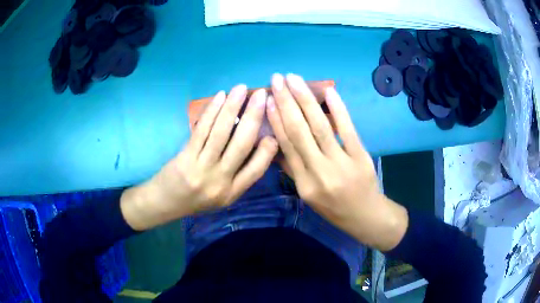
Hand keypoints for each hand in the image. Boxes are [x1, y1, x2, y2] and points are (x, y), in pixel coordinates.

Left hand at [121, 85, 277, 230]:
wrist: (165, 203)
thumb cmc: (195, 200)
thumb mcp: (222, 198)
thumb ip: (239, 177)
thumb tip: (256, 145)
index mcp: (232, 192)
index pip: (257, 169)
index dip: (269, 148)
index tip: (274, 127)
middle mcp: (220, 181)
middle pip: (242, 145)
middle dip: (253, 117)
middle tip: (261, 95)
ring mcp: (201, 168)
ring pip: (221, 133)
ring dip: (232, 107)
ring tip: (241, 88)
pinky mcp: (185, 157)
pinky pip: (202, 130)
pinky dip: (212, 111)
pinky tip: (220, 97)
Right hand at [267, 73, 407, 250]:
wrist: (366, 217)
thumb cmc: (334, 208)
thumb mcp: (308, 196)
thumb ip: (293, 170)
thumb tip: (277, 143)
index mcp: (304, 184)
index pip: (286, 146)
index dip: (275, 119)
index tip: (268, 99)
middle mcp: (319, 172)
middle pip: (299, 131)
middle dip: (286, 102)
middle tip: (277, 79)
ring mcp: (342, 163)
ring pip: (320, 126)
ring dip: (306, 99)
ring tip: (294, 79)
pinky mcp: (360, 156)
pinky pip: (347, 129)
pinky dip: (338, 109)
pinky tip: (329, 91)